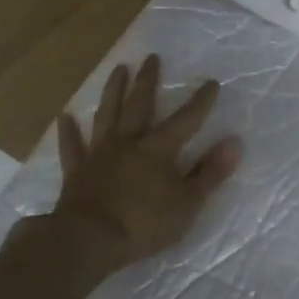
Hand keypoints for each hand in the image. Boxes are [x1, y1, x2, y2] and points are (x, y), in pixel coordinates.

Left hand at [49, 54, 242, 274]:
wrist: (89, 240)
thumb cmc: (144, 224)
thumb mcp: (187, 203)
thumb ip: (210, 173)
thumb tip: (234, 143)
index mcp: (158, 149)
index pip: (185, 120)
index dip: (200, 102)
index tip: (211, 82)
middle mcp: (128, 142)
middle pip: (139, 105)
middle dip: (148, 81)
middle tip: (151, 58)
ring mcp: (99, 154)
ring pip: (107, 115)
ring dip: (113, 91)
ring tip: (118, 70)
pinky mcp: (76, 171)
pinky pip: (72, 147)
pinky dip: (68, 132)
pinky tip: (65, 117)